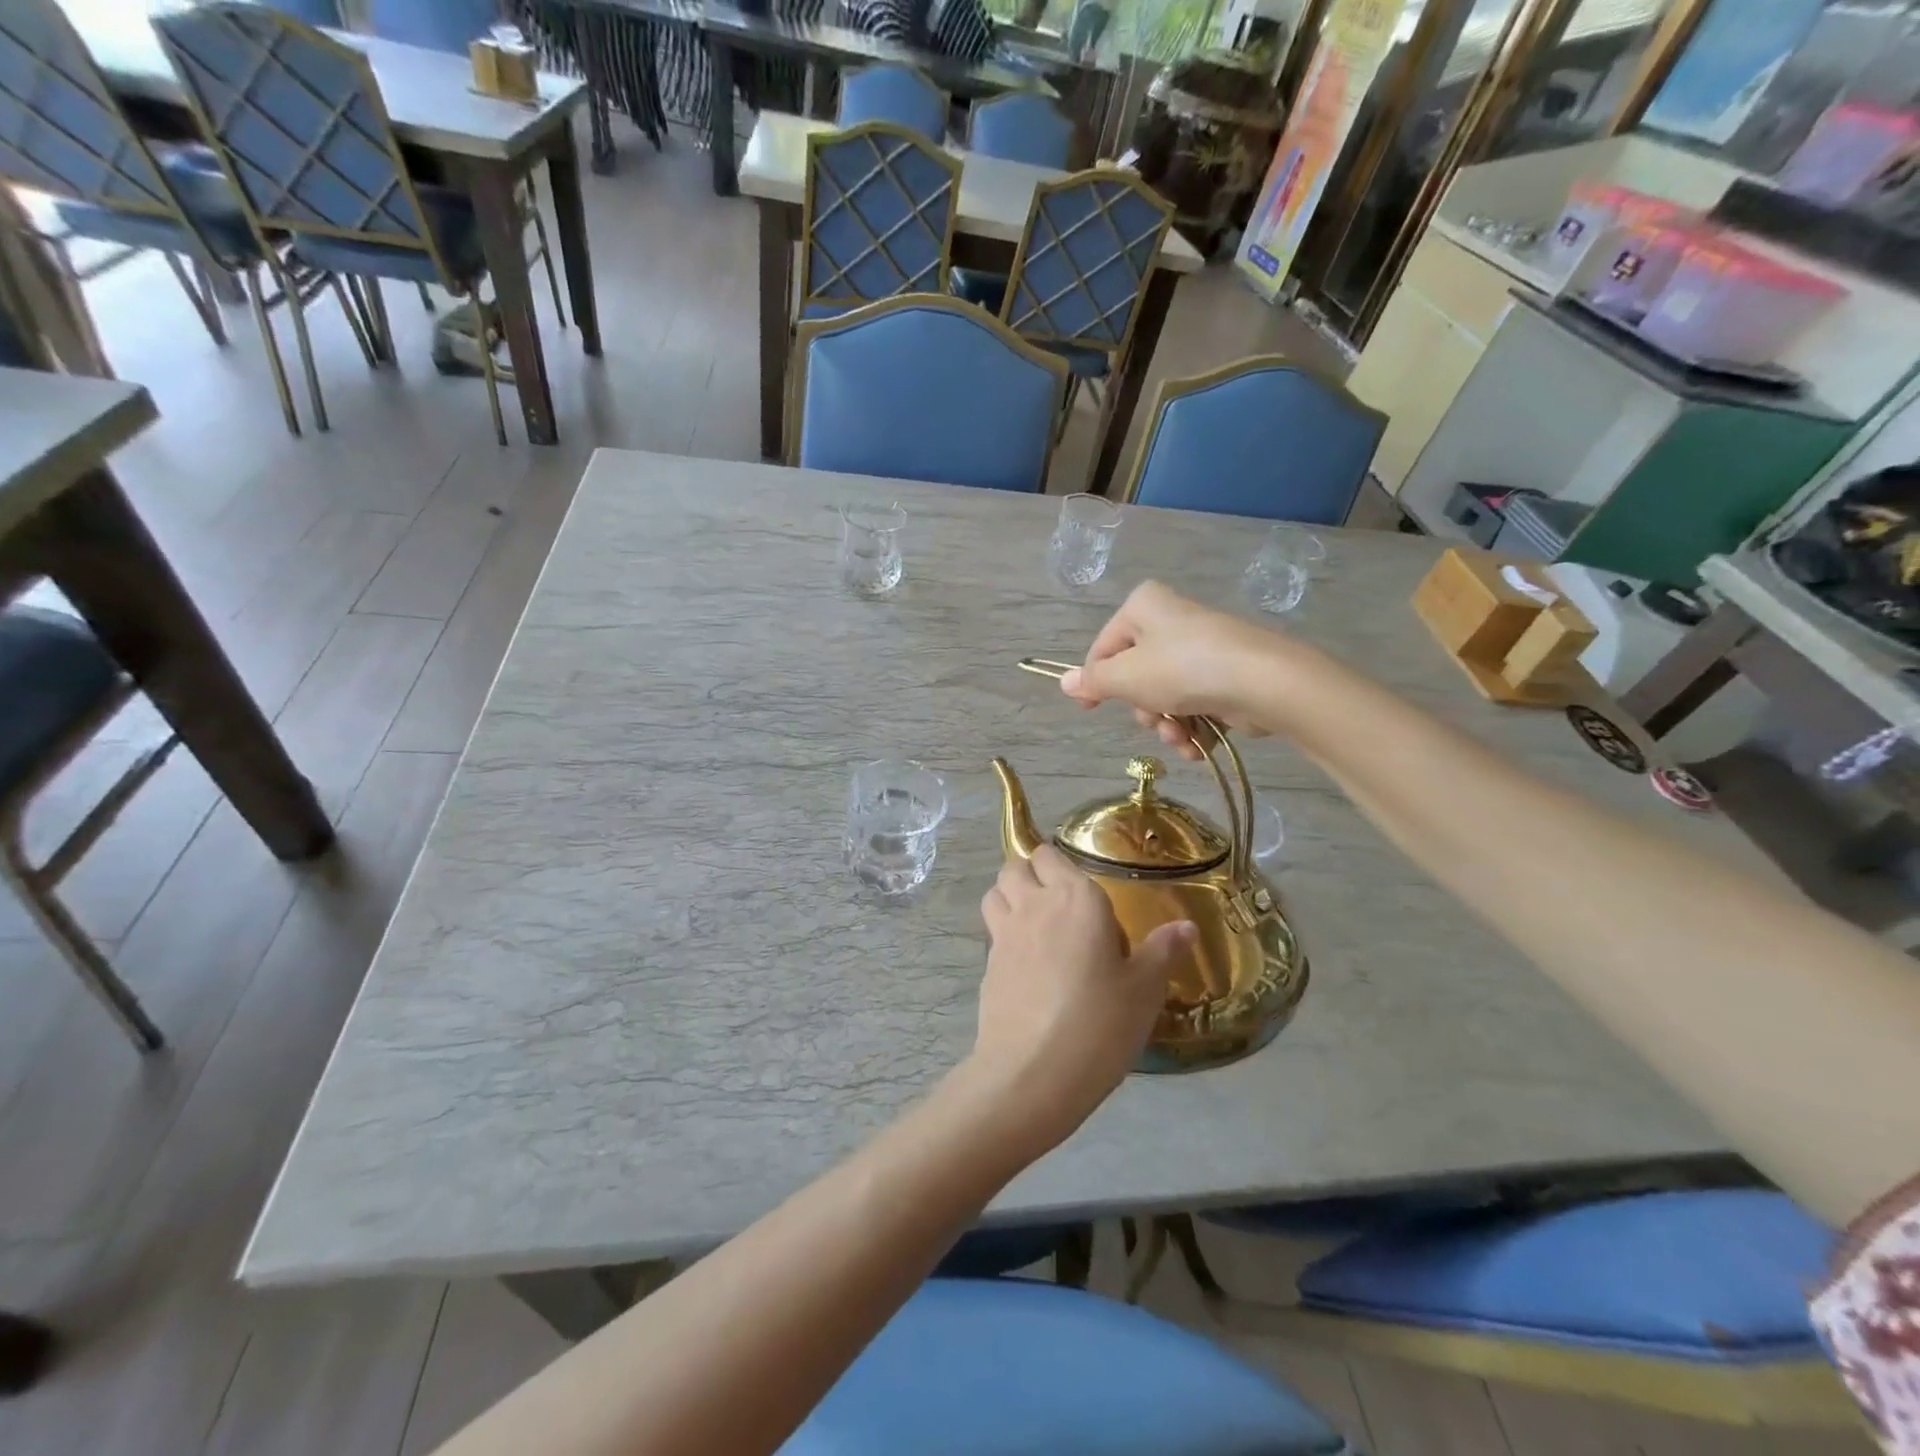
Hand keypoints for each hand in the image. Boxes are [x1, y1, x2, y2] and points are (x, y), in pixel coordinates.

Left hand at [965, 846, 1194, 1157]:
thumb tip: (1187, 926)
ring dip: (1010, 897)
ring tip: (1036, 925)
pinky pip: (992, 931)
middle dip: (1030, 874)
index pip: (1051, 855)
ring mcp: (1004, 933)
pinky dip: (1004, 934)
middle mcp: (1034, 904)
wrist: (1033, 1072)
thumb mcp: (1144, 990)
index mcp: (1075, 898)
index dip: (1060, 866)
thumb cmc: (1100, 1023)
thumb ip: (1163, 951)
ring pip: (995, 892)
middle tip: (1056, 905)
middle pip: (1015, 866)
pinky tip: (1027, 966)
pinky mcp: (987, 965)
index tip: (1081, 892)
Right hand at [1058, 581, 1286, 761]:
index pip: (1103, 647)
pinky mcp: (1226, 674)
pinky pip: (1194, 702)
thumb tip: (1064, 681)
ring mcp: (1202, 648)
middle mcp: (1172, 620)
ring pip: (1165, 694)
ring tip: (1179, 738)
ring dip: (1166, 725)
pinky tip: (1197, 745)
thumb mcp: (1125, 678)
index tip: (1089, 709)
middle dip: (1142, 709)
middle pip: (1136, 674)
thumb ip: (1093, 681)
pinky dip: (1191, 726)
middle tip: (1152, 720)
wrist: (1263, 682)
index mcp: (1143, 607)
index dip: (1094, 681)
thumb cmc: (1182, 670)